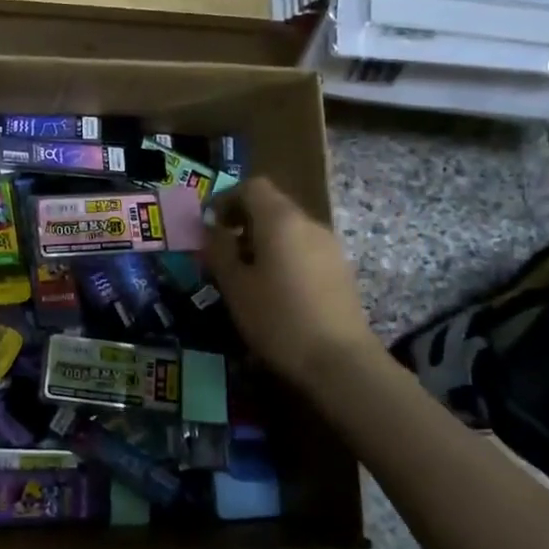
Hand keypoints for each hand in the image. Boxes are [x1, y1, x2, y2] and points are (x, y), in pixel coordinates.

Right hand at [204, 177, 382, 389]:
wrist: (340, 361)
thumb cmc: (278, 318)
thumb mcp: (235, 286)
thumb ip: (219, 251)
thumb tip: (213, 229)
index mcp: (280, 220)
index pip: (252, 187)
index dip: (226, 199)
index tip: (209, 225)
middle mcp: (309, 223)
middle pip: (272, 205)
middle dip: (243, 221)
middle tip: (222, 251)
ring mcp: (329, 246)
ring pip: (289, 229)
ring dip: (263, 240)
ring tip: (245, 273)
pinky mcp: (340, 270)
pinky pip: (304, 249)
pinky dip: (283, 256)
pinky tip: (274, 289)